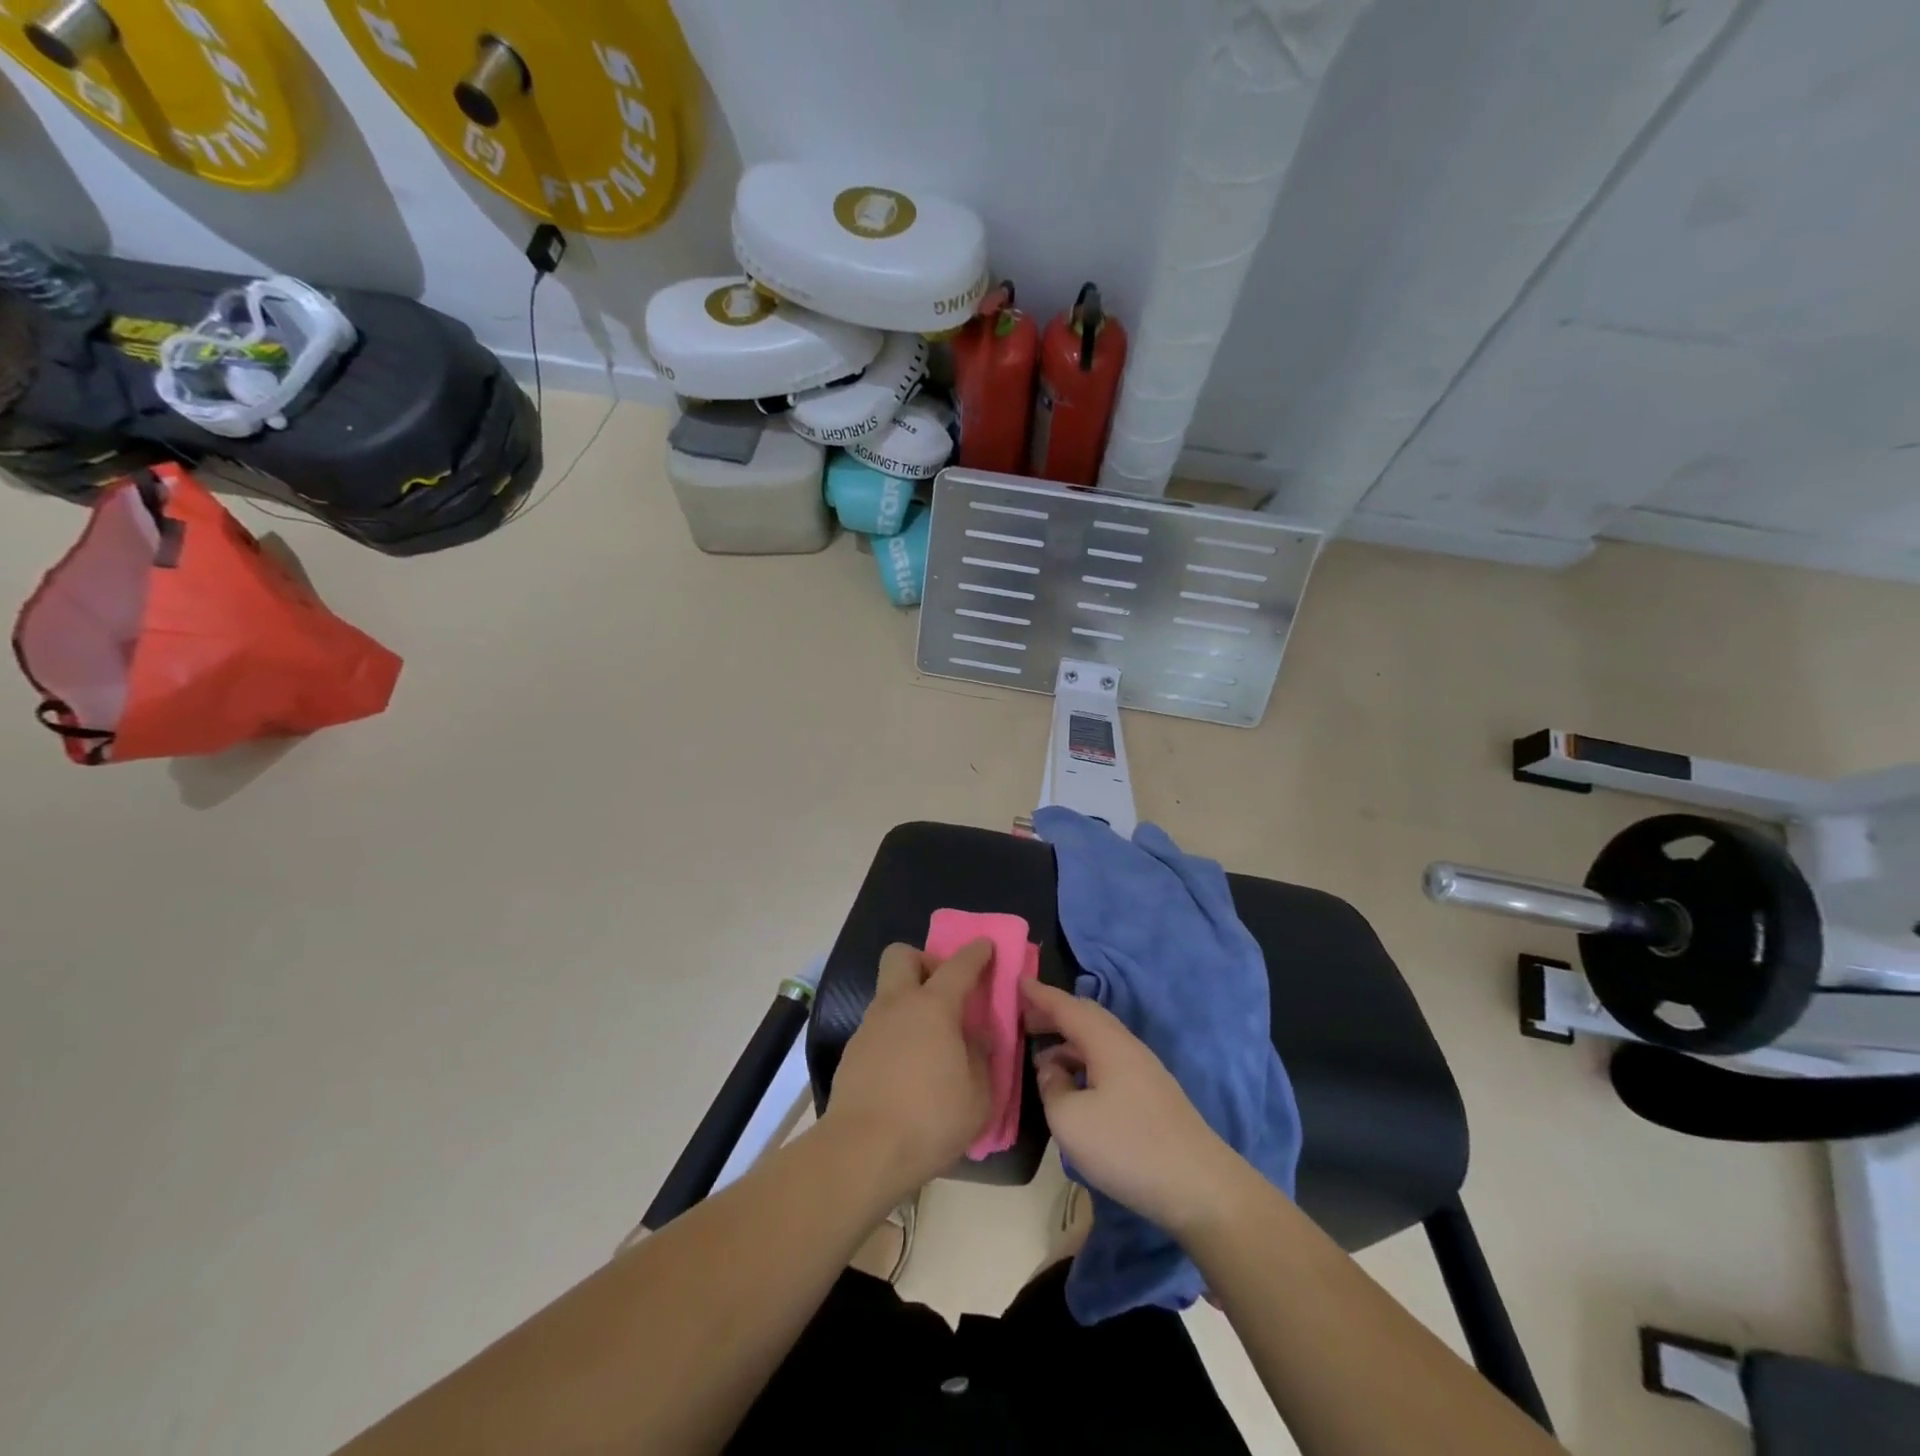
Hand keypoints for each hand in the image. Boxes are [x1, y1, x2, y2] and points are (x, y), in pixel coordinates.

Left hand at [824, 940, 994, 1198]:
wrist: (862, 1152)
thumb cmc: (930, 1119)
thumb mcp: (978, 1095)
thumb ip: (982, 1057)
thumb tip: (977, 1036)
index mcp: (934, 1007)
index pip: (959, 965)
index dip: (976, 952)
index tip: (986, 946)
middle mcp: (897, 1005)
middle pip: (902, 955)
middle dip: (923, 961)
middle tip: (942, 990)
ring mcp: (869, 1027)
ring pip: (887, 993)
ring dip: (907, 1001)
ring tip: (928, 1039)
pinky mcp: (852, 1053)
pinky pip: (877, 1027)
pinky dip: (894, 1033)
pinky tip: (905, 1067)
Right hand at [1020, 979, 1248, 1235]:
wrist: (1200, 1187)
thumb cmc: (1128, 1147)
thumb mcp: (1070, 1120)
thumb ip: (1052, 1088)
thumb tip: (1052, 1071)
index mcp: (1107, 1042)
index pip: (1067, 1006)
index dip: (1040, 994)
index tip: (1018, 980)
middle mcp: (1127, 1047)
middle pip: (1086, 1018)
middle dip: (1054, 1014)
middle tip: (1024, 1018)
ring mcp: (1143, 1072)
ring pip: (1098, 1042)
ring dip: (1068, 1043)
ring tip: (1041, 1058)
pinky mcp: (1152, 1097)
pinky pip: (1108, 1063)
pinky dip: (1083, 1063)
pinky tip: (1074, 1088)